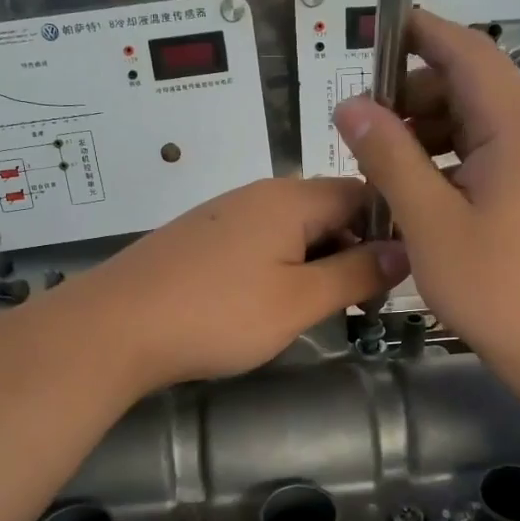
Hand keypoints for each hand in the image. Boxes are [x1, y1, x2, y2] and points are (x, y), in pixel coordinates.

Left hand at [71, 177, 406, 390]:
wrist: (114, 327)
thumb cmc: (217, 314)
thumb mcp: (298, 301)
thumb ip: (355, 274)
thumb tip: (404, 251)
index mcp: (291, 198)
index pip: (361, 193)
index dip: (388, 229)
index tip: (397, 275)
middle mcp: (258, 194)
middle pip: (326, 209)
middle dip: (351, 250)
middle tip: (361, 302)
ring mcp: (223, 214)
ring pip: (290, 229)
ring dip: (314, 262)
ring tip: (318, 307)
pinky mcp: (199, 238)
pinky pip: (257, 242)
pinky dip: (277, 267)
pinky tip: (267, 303)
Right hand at [335, 9, 519, 390]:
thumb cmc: (501, 290)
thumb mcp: (430, 223)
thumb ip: (388, 157)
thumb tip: (352, 106)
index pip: (467, 51)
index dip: (420, 34)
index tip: (377, 32)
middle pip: (475, 88)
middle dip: (416, 98)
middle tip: (366, 134)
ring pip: (487, 125)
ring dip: (435, 134)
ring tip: (389, 171)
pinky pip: (502, 156)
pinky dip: (461, 161)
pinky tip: (429, 196)